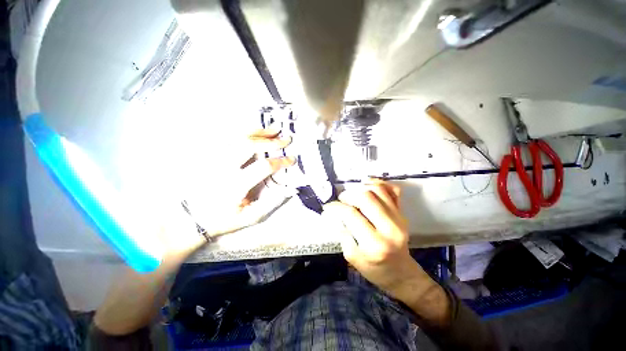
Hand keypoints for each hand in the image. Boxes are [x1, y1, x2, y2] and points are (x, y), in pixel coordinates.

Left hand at [160, 129, 294, 256]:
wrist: (190, 217)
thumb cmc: (222, 219)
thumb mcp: (249, 217)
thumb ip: (271, 203)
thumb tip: (289, 189)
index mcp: (236, 184)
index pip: (263, 166)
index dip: (281, 161)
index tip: (292, 159)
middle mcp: (224, 167)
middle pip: (249, 145)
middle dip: (271, 141)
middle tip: (287, 139)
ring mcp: (214, 158)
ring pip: (237, 137)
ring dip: (259, 131)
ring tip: (274, 128)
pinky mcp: (209, 155)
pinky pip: (226, 136)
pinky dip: (242, 131)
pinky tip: (254, 129)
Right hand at [323, 181, 449, 325]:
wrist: (402, 274)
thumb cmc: (375, 270)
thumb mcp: (353, 257)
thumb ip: (342, 234)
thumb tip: (333, 214)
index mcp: (375, 243)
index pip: (351, 214)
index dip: (336, 207)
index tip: (328, 206)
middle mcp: (390, 228)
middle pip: (366, 197)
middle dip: (348, 195)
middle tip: (342, 201)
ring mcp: (399, 218)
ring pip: (378, 190)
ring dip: (361, 188)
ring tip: (353, 195)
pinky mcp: (403, 213)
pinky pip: (394, 191)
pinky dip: (380, 184)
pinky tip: (368, 185)